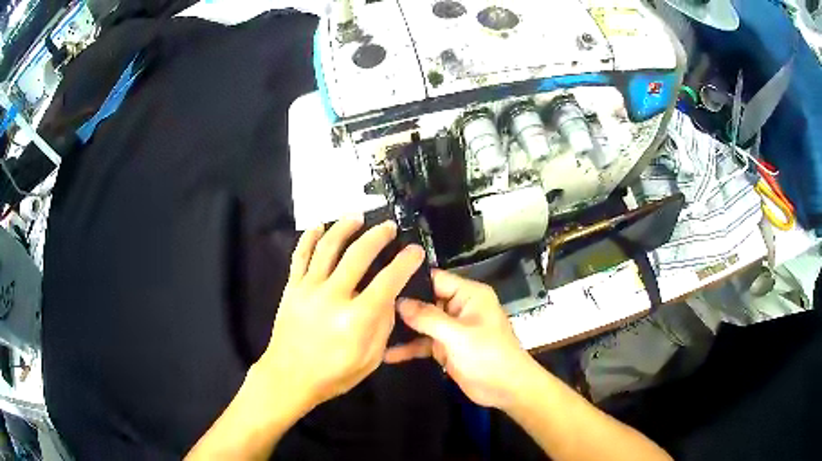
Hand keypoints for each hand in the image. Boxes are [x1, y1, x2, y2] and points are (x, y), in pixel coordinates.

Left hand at [257, 217, 425, 410]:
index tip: (414, 250)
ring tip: (356, 216)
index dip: (406, 262)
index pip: (389, 280)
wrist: (289, 377)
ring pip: (327, 247)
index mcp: (357, 318)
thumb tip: (389, 296)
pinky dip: (309, 238)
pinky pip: (299, 256)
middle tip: (388, 226)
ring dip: (344, 228)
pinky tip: (319, 226)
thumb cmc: (333, 374)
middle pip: (359, 255)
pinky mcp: (291, 288)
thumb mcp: (370, 359)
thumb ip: (382, 325)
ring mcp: (308, 289)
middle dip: (378, 236)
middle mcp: (333, 296)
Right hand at [384, 270, 534, 409]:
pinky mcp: (446, 348)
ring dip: (402, 329)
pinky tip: (386, 354)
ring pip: (421, 323)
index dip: (410, 280)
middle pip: (425, 301)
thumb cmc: (488, 355)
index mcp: (468, 295)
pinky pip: (423, 343)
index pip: (435, 279)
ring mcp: (451, 329)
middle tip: (368, 306)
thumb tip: (397, 301)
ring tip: (371, 329)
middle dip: (400, 306)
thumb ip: (427, 317)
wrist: (506, 389)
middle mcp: (458, 307)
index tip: (381, 281)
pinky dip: (409, 348)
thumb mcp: (458, 335)